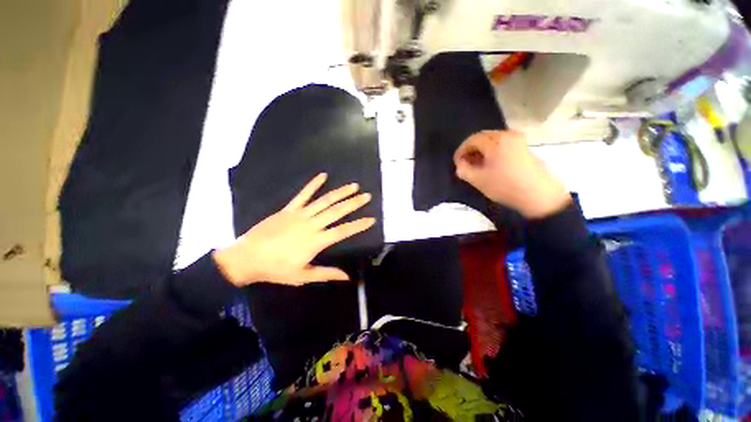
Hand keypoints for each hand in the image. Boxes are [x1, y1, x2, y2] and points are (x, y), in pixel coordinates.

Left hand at [213, 173, 375, 286]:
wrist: (247, 258)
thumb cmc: (276, 269)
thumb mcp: (303, 276)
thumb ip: (326, 273)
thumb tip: (347, 276)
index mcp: (316, 241)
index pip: (343, 231)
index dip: (358, 225)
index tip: (371, 219)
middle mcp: (311, 225)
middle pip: (336, 212)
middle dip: (354, 203)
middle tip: (367, 196)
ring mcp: (300, 214)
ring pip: (324, 201)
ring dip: (340, 193)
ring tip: (353, 186)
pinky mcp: (289, 209)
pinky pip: (303, 195)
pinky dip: (313, 185)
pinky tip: (323, 176)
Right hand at [454, 130, 570, 218]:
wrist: (539, 195)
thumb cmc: (506, 186)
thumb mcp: (479, 181)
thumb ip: (464, 171)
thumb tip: (460, 165)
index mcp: (496, 141)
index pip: (472, 140)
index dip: (461, 150)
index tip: (457, 162)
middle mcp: (508, 135)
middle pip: (483, 137)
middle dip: (471, 149)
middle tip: (465, 163)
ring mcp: (518, 140)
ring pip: (493, 140)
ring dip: (482, 150)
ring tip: (477, 164)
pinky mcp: (524, 147)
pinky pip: (503, 144)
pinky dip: (492, 151)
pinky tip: (490, 164)